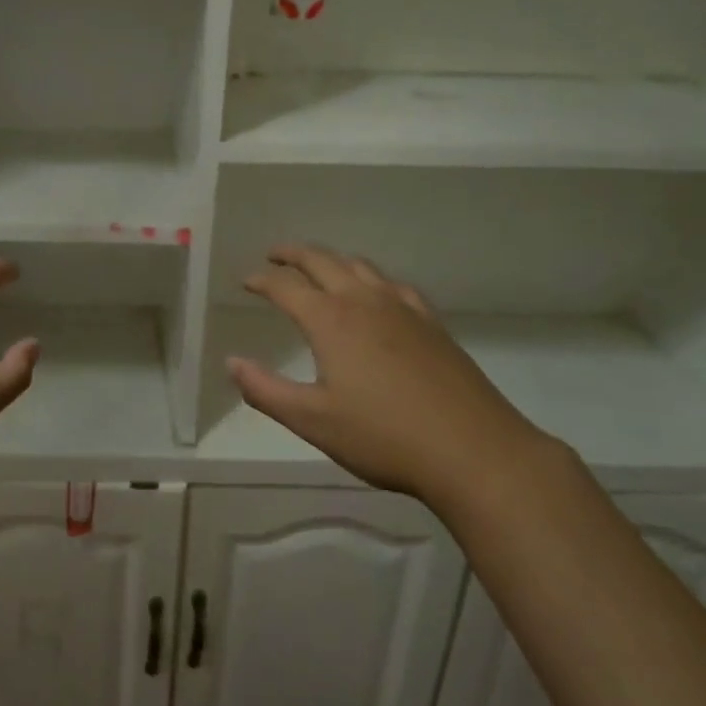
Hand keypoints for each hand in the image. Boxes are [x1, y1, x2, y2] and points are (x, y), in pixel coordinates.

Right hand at [226, 245, 542, 508]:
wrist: (473, 451)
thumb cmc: (384, 437)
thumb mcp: (312, 420)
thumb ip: (265, 390)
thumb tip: (231, 363)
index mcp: (330, 320)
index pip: (285, 287)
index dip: (261, 280)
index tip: (246, 282)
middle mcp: (364, 301)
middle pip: (322, 261)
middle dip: (293, 254)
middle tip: (274, 254)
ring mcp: (403, 308)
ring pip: (360, 266)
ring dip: (332, 259)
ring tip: (318, 266)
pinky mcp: (431, 324)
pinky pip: (394, 284)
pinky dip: (372, 278)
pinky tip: (377, 292)